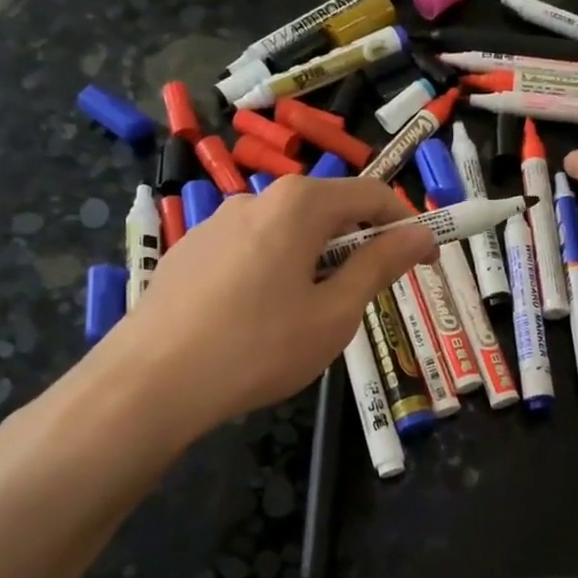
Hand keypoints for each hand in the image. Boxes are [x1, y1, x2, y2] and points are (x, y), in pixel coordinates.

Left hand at [78, 176, 436, 440]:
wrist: (151, 382)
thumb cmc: (259, 347)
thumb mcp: (335, 313)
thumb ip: (380, 266)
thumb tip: (420, 234)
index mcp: (297, 205)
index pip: (371, 194)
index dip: (406, 225)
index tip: (426, 260)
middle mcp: (255, 199)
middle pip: (326, 211)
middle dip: (357, 247)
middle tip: (367, 298)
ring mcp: (215, 224)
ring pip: (287, 235)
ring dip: (315, 264)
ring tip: (310, 319)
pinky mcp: (190, 253)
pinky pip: (252, 252)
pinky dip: (276, 274)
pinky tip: (260, 322)